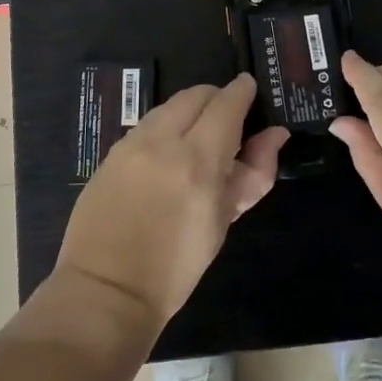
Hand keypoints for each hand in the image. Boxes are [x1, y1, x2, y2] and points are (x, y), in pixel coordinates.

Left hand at [55, 73, 288, 328]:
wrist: (106, 291)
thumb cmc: (176, 267)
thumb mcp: (222, 221)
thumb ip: (252, 173)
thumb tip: (275, 135)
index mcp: (197, 161)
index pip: (226, 104)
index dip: (242, 92)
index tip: (251, 90)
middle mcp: (162, 141)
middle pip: (196, 94)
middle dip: (217, 98)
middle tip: (229, 120)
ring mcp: (130, 144)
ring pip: (169, 106)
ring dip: (190, 111)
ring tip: (199, 139)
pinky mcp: (110, 152)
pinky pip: (146, 125)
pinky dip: (165, 127)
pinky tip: (168, 154)